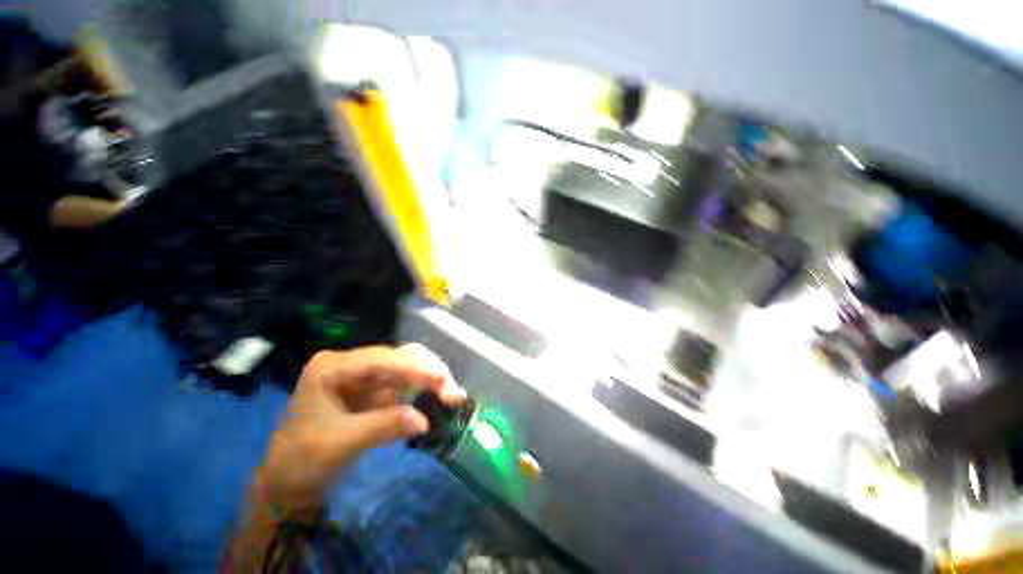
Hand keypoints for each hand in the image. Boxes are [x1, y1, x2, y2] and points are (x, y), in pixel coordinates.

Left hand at [257, 344, 464, 511]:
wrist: (288, 481)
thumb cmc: (303, 461)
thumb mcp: (340, 444)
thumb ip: (383, 426)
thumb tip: (424, 420)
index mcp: (333, 367)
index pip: (380, 360)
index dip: (413, 368)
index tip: (441, 379)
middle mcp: (352, 363)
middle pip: (399, 357)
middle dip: (428, 371)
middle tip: (452, 392)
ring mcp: (366, 375)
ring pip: (408, 365)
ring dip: (432, 378)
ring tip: (453, 394)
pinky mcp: (376, 388)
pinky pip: (407, 381)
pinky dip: (425, 388)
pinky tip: (441, 395)